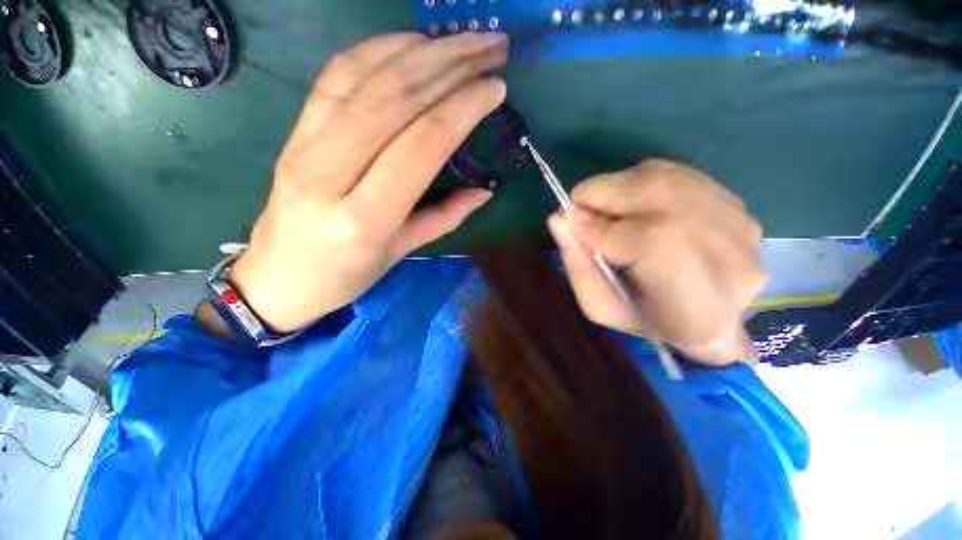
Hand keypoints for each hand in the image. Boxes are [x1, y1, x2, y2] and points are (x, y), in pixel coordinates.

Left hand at [229, 32, 508, 331]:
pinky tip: (415, 42)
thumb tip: (485, 190)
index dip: (463, 108)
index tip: (496, 89)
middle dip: (452, 64)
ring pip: (367, 77)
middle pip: (396, 99)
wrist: (277, 277)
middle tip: (492, 48)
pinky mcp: (294, 129)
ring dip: (423, 49)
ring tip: (464, 39)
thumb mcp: (401, 252)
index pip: (421, 144)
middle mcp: (329, 172)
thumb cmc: (344, 275)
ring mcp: (304, 144)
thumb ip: (445, 217)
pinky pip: (337, 74)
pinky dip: (380, 48)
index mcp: (364, 217)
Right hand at [547, 159, 767, 366]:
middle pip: (660, 196)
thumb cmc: (645, 320)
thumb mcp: (600, 306)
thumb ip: (578, 265)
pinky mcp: (741, 207)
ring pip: (668, 178)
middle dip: (605, 194)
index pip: (646, 241)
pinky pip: (681, 173)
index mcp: (695, 309)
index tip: (570, 223)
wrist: (708, 319)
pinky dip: (644, 180)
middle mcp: (732, 262)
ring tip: (604, 205)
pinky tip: (633, 201)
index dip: (600, 228)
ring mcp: (743, 229)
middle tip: (581, 205)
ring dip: (621, 185)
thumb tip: (559, 218)